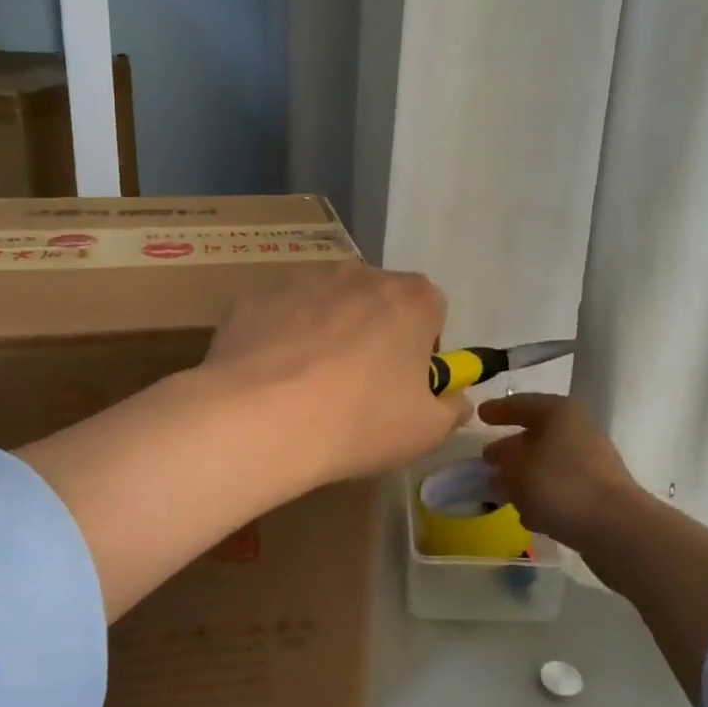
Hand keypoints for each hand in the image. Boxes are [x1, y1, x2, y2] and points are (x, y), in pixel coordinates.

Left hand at [205, 264, 469, 485]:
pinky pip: (280, 315)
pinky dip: (281, 338)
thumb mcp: (426, 431)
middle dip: (375, 335)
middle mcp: (359, 274)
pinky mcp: (255, 296)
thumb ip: (451, 407)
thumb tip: (452, 397)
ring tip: (307, 386)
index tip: (405, 385)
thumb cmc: (359, 422)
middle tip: (358, 388)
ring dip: (327, 332)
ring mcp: (302, 280)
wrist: (259, 420)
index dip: (423, 349)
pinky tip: (270, 379)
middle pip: (378, 302)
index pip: (432, 311)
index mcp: (411, 299)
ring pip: (327, 304)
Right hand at [478, 393, 641, 546]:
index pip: (523, 404)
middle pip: (537, 435)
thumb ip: (504, 466)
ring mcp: (592, 464)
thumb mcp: (519, 472)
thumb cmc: (562, 486)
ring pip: (549, 464)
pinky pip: (562, 488)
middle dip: (511, 448)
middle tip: (487, 458)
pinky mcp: (599, 494)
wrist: (618, 529)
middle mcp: (579, 432)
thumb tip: (499, 466)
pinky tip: (527, 514)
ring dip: (525, 476)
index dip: (500, 410)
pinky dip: (543, 496)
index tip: (480, 416)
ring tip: (501, 490)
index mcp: (560, 414)